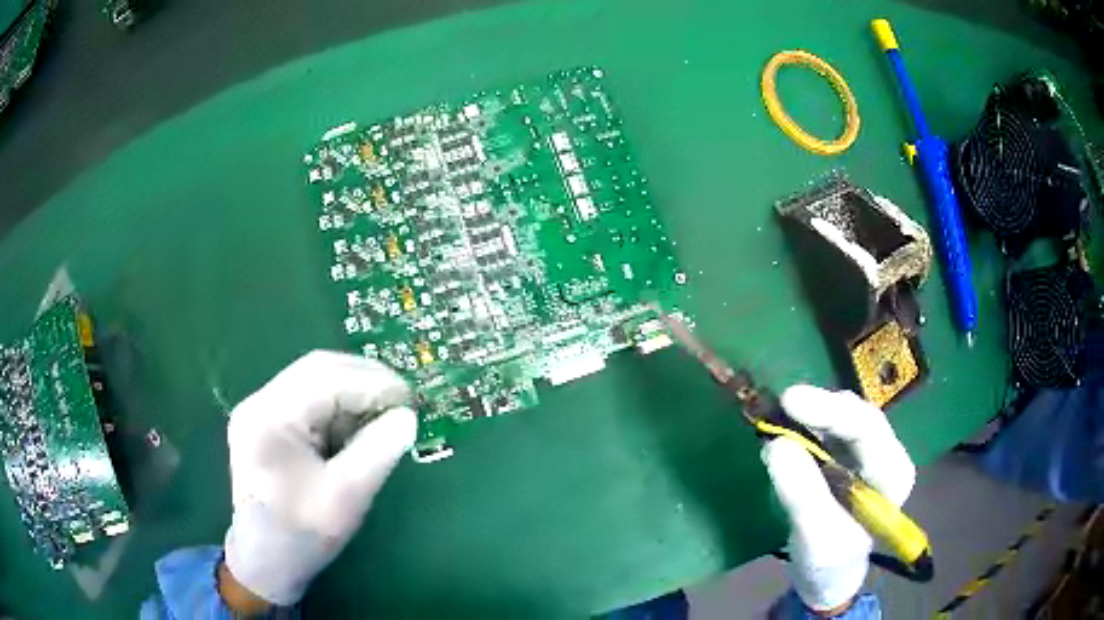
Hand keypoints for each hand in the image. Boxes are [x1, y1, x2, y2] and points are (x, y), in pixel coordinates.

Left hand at [220, 351, 417, 608]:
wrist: (265, 561)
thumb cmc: (303, 535)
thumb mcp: (347, 496)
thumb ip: (378, 451)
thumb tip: (407, 417)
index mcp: (270, 418)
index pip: (326, 380)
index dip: (373, 383)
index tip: (411, 398)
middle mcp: (258, 402)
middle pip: (317, 369)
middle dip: (364, 379)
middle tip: (402, 398)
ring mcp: (258, 410)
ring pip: (313, 380)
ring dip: (351, 391)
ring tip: (384, 412)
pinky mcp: (265, 422)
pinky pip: (306, 399)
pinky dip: (337, 407)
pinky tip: (356, 425)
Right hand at [761, 385, 915, 613]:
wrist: (828, 579)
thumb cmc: (829, 563)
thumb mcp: (816, 536)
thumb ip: (802, 494)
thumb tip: (775, 445)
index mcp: (893, 473)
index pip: (868, 429)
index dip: (831, 410)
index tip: (791, 400)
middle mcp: (885, 454)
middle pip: (855, 417)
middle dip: (819, 408)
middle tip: (779, 405)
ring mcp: (866, 454)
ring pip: (840, 419)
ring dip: (809, 416)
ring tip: (776, 416)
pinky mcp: (845, 457)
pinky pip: (826, 431)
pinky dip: (803, 427)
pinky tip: (783, 428)